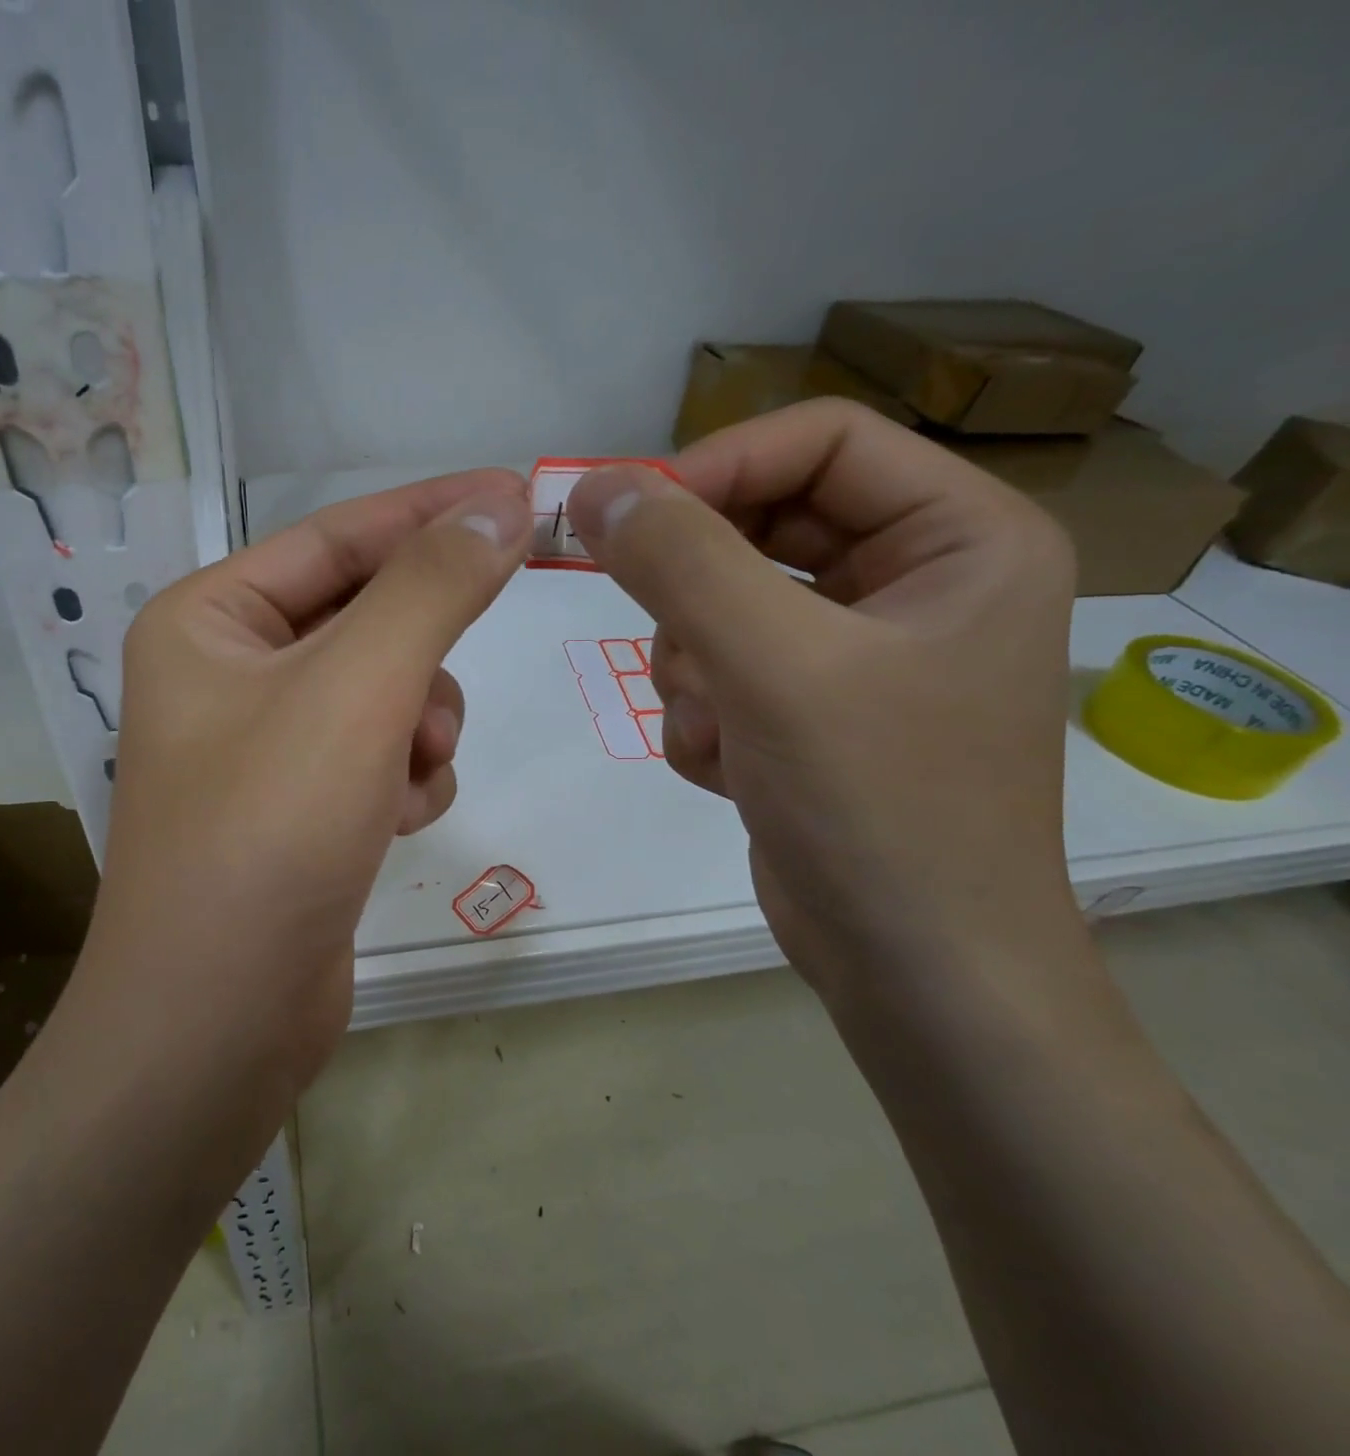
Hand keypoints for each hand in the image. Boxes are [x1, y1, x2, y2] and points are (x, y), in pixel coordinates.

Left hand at [83, 468, 530, 1091]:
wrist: (221, 1017)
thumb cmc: (270, 830)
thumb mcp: (357, 689)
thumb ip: (432, 588)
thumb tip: (501, 503)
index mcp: (209, 620)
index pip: (338, 537)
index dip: (433, 512)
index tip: (522, 494)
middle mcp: (228, 674)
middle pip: (366, 619)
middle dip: (420, 658)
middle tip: (439, 696)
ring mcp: (265, 745)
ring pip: (386, 692)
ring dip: (418, 727)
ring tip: (405, 778)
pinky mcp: (301, 807)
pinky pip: (381, 755)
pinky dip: (404, 778)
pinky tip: (393, 823)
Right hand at [567, 400, 1080, 1007]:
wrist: (911, 968)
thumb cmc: (876, 804)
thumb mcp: (773, 666)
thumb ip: (680, 562)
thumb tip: (596, 487)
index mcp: (959, 537)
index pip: (819, 442)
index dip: (717, 468)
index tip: (627, 518)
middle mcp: (915, 582)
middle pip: (762, 526)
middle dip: (699, 592)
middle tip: (670, 641)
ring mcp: (857, 653)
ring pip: (726, 606)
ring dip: (695, 666)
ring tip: (719, 728)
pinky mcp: (809, 712)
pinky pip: (723, 672)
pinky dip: (705, 715)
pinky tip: (731, 768)